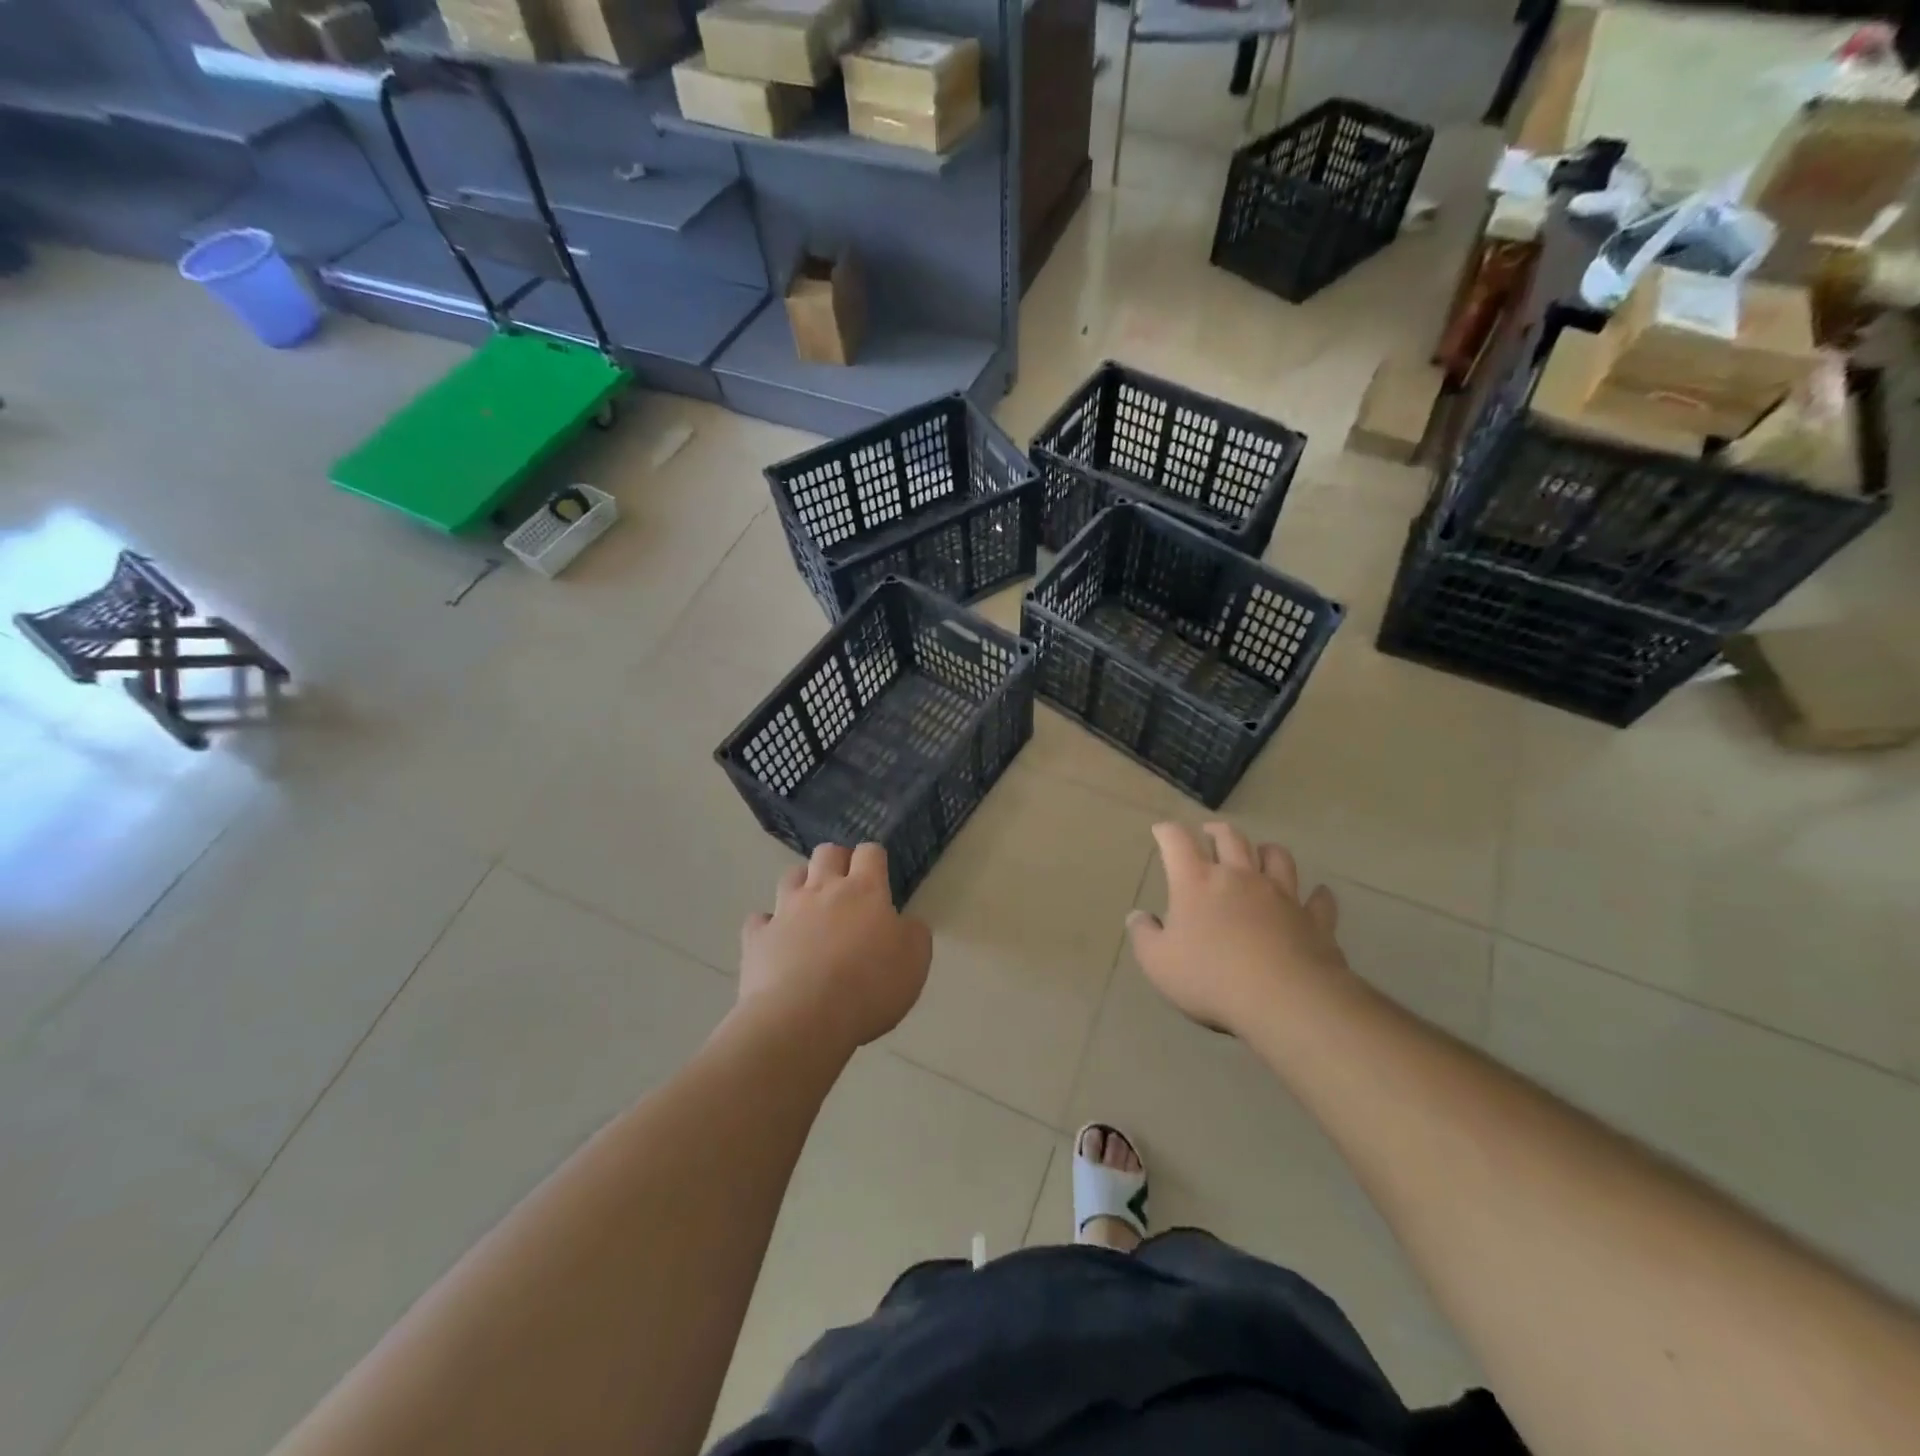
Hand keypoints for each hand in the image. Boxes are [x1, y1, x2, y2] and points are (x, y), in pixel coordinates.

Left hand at [739, 842, 931, 1053]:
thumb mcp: (915, 962)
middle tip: (846, 884)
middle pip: (827, 853)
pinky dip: (768, 924)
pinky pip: (760, 919)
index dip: (874, 858)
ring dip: (802, 883)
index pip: (870, 853)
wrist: (803, 1019)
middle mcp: (823, 890)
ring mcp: (785, 911)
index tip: (879, 874)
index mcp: (865, 891)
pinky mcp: (757, 938)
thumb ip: (913, 933)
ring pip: (791, 876)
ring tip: (811, 905)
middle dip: (837, 860)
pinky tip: (776, 939)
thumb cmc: (868, 987)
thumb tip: (904, 923)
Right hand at [1127, 821, 1347, 1036]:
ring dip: (1266, 851)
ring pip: (1277, 858)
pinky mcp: (1314, 920)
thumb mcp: (1158, 963)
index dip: (1167, 831)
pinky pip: (1319, 900)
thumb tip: (1137, 916)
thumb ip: (1144, 935)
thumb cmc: (1210, 978)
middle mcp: (1239, 877)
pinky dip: (1316, 895)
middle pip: (1231, 839)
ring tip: (1260, 853)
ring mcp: (1281, 895)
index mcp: (1197, 882)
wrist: (1284, 1000)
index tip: (1161, 830)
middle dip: (1217, 831)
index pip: (1177, 842)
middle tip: (1210, 833)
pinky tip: (1316, 895)